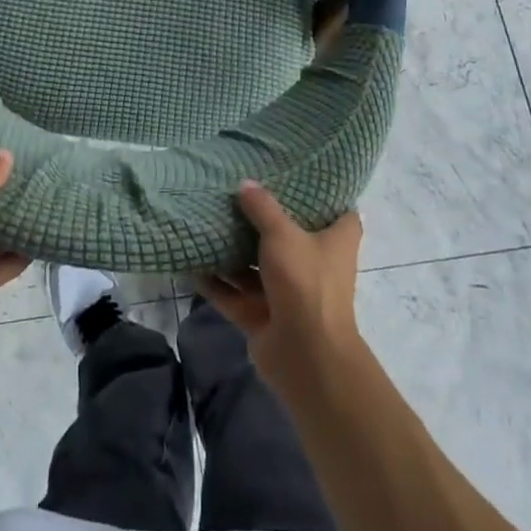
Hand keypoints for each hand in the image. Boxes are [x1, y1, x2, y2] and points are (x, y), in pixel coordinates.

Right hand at [197, 182, 363, 396]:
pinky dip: (215, 282)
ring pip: (257, 266)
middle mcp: (315, 266)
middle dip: (265, 220)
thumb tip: (245, 184)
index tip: (302, 175)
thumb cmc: (305, 282)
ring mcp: (288, 293)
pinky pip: (234, 294)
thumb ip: (262, 207)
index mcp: (335, 243)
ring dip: (234, 250)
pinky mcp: (263, 316)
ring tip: (207, 219)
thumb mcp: (282, 234)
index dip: (325, 195)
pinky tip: (190, 262)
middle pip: (290, 237)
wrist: (304, 356)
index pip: (340, 213)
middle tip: (240, 190)